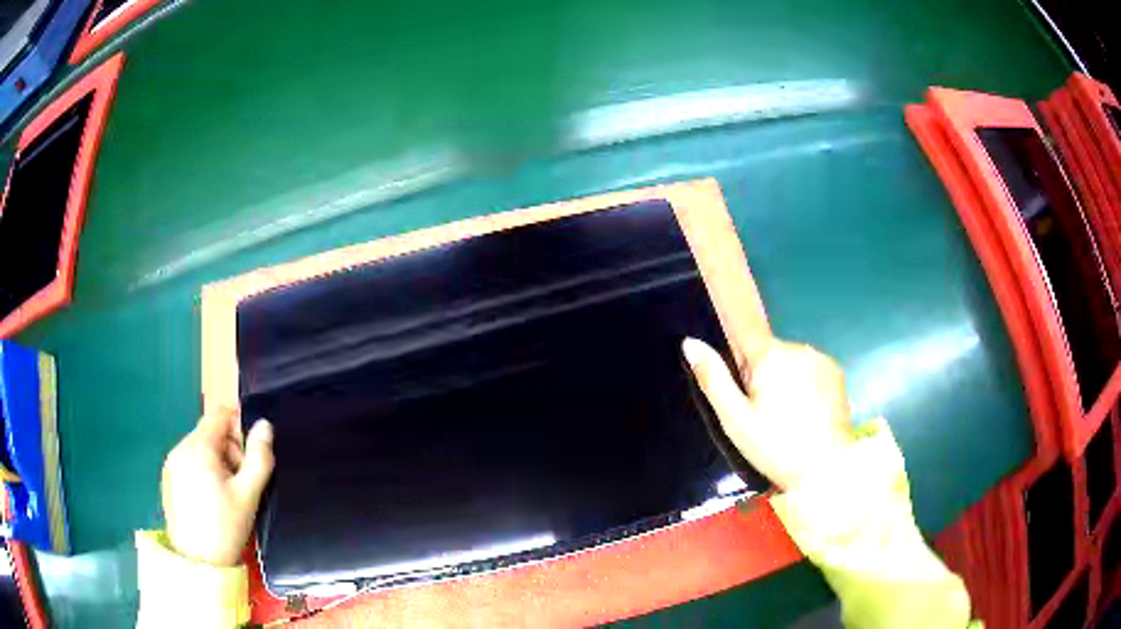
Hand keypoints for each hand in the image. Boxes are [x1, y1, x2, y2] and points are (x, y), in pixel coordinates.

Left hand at [161, 408, 274, 565]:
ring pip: (199, 448)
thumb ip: (259, 457)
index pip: (220, 415)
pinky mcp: (168, 479)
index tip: (249, 457)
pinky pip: (189, 462)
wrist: (198, 562)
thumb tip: (265, 425)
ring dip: (217, 462)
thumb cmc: (225, 526)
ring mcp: (171, 463)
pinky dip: (202, 472)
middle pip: (210, 432)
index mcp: (200, 447)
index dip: (239, 428)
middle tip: (241, 483)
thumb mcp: (249, 494)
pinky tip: (210, 500)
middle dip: (230, 450)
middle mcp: (180, 447)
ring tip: (226, 495)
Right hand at [683, 336, 855, 491]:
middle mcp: (797, 347)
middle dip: (763, 378)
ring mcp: (820, 359)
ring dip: (785, 381)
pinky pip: (811, 370)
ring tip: (788, 419)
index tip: (747, 396)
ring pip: (791, 363)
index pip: (744, 339)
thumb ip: (713, 379)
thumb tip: (689, 342)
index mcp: (770, 355)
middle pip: (769, 355)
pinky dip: (806, 386)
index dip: (740, 367)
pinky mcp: (837, 372)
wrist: (826, 467)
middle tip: (764, 417)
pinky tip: (807, 414)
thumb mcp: (735, 420)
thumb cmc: (775, 446)